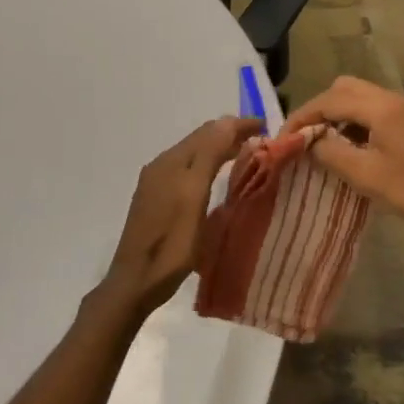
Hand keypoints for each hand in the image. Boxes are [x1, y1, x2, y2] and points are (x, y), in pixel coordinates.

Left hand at [98, 116, 262, 316]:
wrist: (136, 281)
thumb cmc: (171, 242)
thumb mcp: (194, 196)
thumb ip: (209, 156)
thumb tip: (227, 121)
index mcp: (172, 161)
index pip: (210, 130)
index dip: (238, 124)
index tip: (267, 126)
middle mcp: (162, 164)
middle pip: (200, 139)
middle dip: (230, 134)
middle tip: (260, 140)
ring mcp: (156, 182)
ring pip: (194, 154)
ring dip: (219, 149)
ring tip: (245, 154)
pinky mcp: (156, 199)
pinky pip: (187, 170)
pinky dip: (207, 165)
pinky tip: (217, 178)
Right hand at [282, 77, 403, 256]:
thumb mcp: (367, 176)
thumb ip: (331, 153)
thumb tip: (307, 140)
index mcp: (380, 106)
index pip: (328, 99)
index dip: (301, 117)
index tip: (282, 139)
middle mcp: (392, 99)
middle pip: (344, 89)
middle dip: (319, 110)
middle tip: (303, 139)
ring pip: (360, 99)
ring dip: (337, 116)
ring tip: (322, 146)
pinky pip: (374, 112)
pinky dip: (355, 124)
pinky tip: (351, 151)